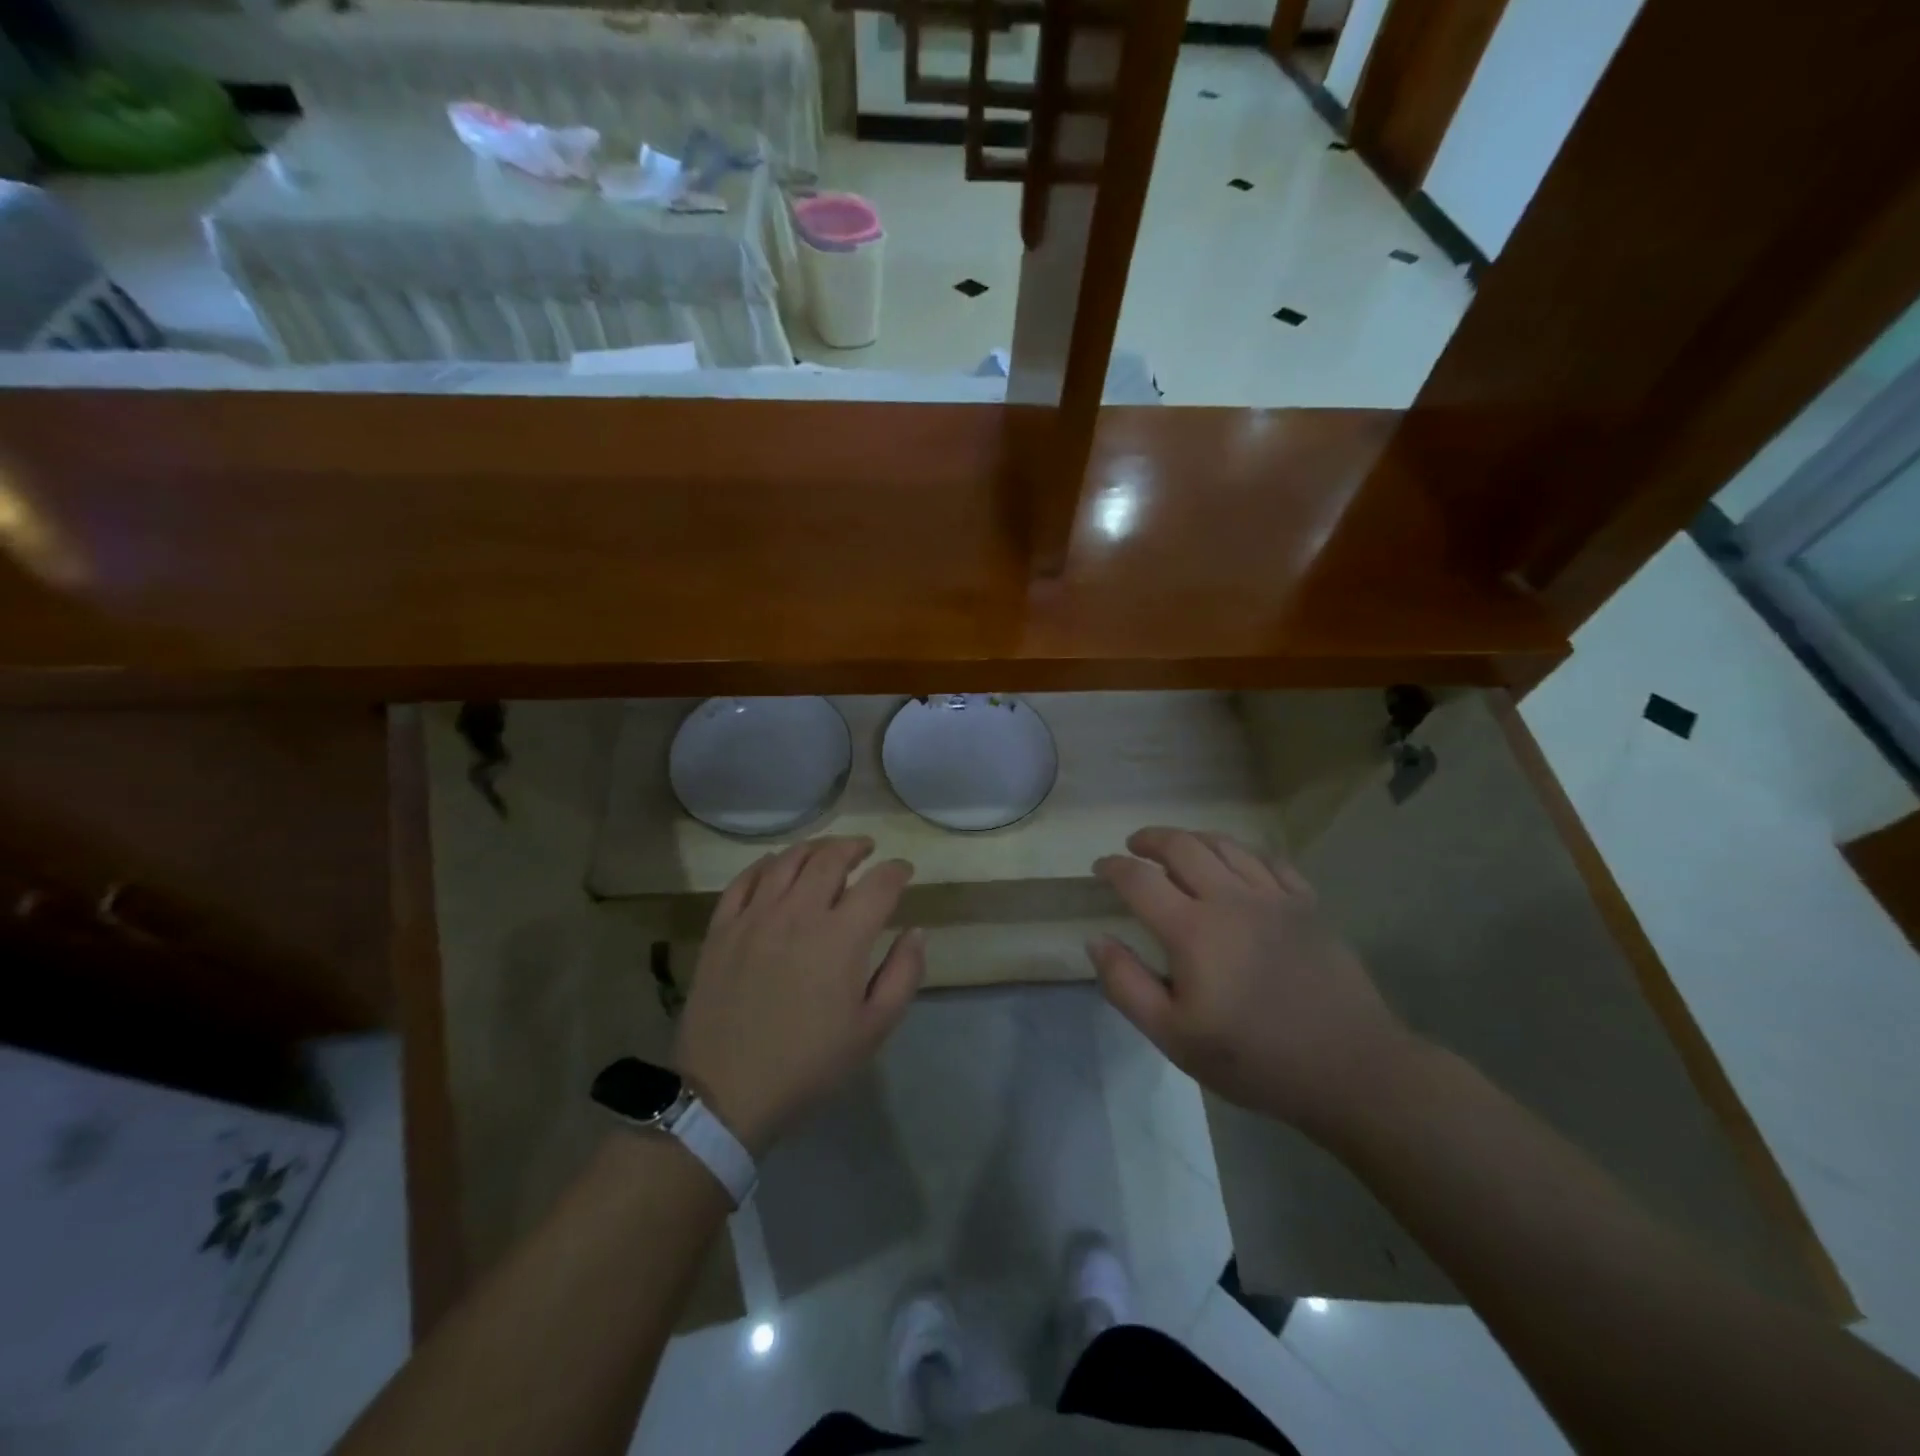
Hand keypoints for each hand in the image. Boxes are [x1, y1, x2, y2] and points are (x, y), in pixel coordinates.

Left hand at [673, 836, 924, 1153]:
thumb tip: (915, 931)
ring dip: (814, 848)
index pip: (878, 884)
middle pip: (830, 859)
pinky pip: (744, 880)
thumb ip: (903, 974)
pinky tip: (776, 866)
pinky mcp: (722, 928)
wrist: (726, 1094)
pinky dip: (766, 864)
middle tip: (867, 850)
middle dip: (855, 848)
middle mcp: (798, 913)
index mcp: (841, 937)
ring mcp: (754, 917)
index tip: (904, 871)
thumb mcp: (873, 1030)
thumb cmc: (808, 1065)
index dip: (897, 871)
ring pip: (787, 861)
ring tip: (827, 852)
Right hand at [1088, 827, 1412, 1137]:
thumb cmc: (1253, 1059)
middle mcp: (1230, 899)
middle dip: (1151, 839)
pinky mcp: (1307, 905)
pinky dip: (1243, 852)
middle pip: (1182, 847)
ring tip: (1179, 847)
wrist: (1349, 1069)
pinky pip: (1269, 860)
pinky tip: (1237, 862)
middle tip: (1134, 846)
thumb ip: (1126, 985)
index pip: (1139, 880)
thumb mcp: (1174, 1037)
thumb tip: (1097, 939)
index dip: (1113, 868)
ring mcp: (1274, 897)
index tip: (1100, 868)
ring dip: (1193, 839)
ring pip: (1225, 845)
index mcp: (1192, 930)